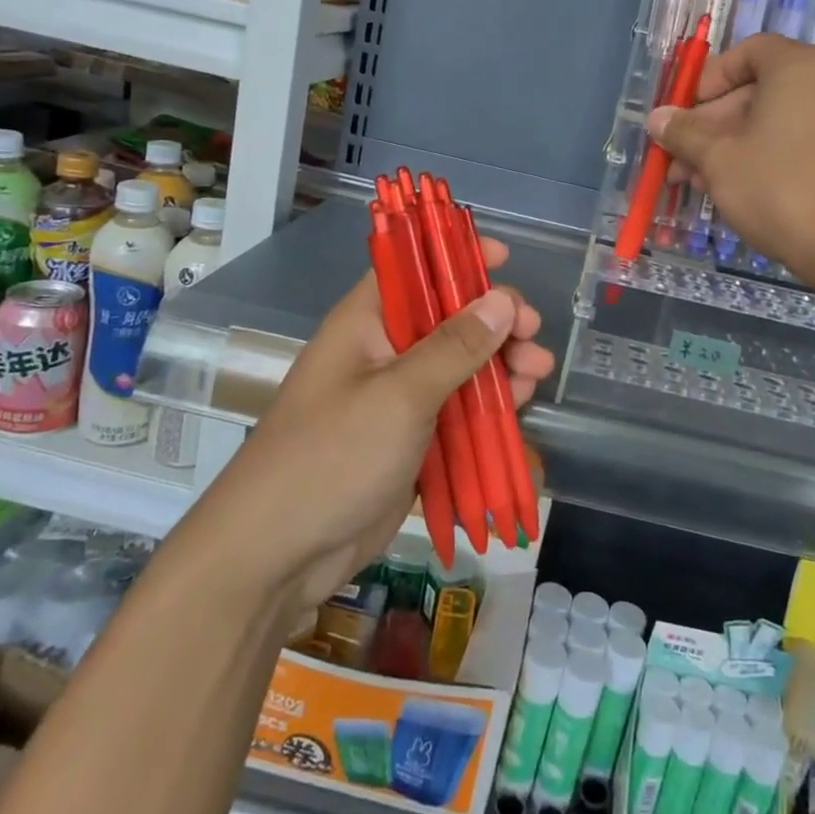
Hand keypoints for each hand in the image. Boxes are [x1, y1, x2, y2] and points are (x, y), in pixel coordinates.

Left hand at [203, 236, 554, 611]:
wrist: (277, 556)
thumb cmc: (332, 457)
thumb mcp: (400, 395)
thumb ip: (455, 347)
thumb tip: (502, 301)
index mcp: (365, 324)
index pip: (413, 269)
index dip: (455, 257)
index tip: (504, 258)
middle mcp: (382, 353)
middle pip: (447, 321)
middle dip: (494, 323)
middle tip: (534, 334)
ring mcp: (396, 401)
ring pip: (458, 370)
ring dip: (499, 368)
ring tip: (537, 375)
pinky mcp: (409, 443)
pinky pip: (456, 415)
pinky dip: (487, 412)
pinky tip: (519, 413)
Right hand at [648, 34, 814, 286]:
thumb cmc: (782, 189)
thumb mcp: (719, 160)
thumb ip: (684, 134)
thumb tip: (658, 118)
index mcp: (799, 66)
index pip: (747, 52)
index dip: (708, 80)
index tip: (684, 115)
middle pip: (759, 90)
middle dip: (713, 125)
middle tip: (681, 161)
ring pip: (778, 123)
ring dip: (735, 147)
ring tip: (702, 185)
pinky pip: (803, 144)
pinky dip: (770, 159)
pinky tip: (743, 194)